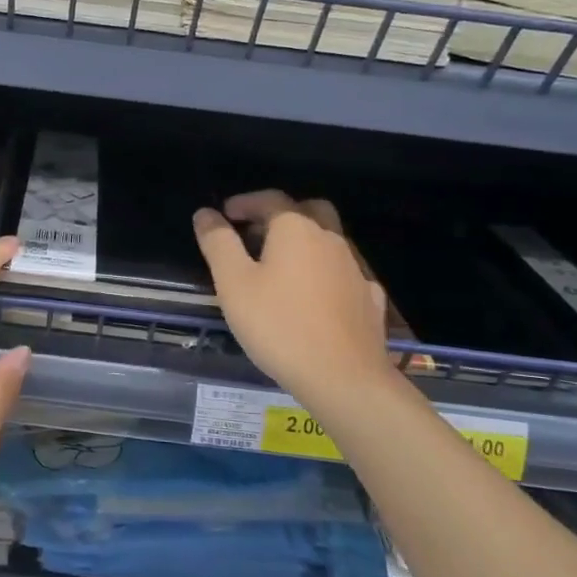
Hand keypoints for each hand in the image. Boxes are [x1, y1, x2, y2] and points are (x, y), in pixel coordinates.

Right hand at [194, 191, 393, 407]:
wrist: (343, 377)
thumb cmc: (279, 325)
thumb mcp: (234, 283)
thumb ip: (218, 243)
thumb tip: (206, 213)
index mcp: (296, 229)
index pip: (270, 199)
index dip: (244, 202)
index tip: (225, 214)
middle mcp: (330, 239)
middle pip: (309, 210)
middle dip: (281, 214)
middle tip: (256, 232)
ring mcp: (355, 269)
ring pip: (329, 240)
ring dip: (305, 241)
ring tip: (281, 265)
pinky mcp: (370, 298)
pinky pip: (345, 272)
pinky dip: (327, 272)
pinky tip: (317, 294)